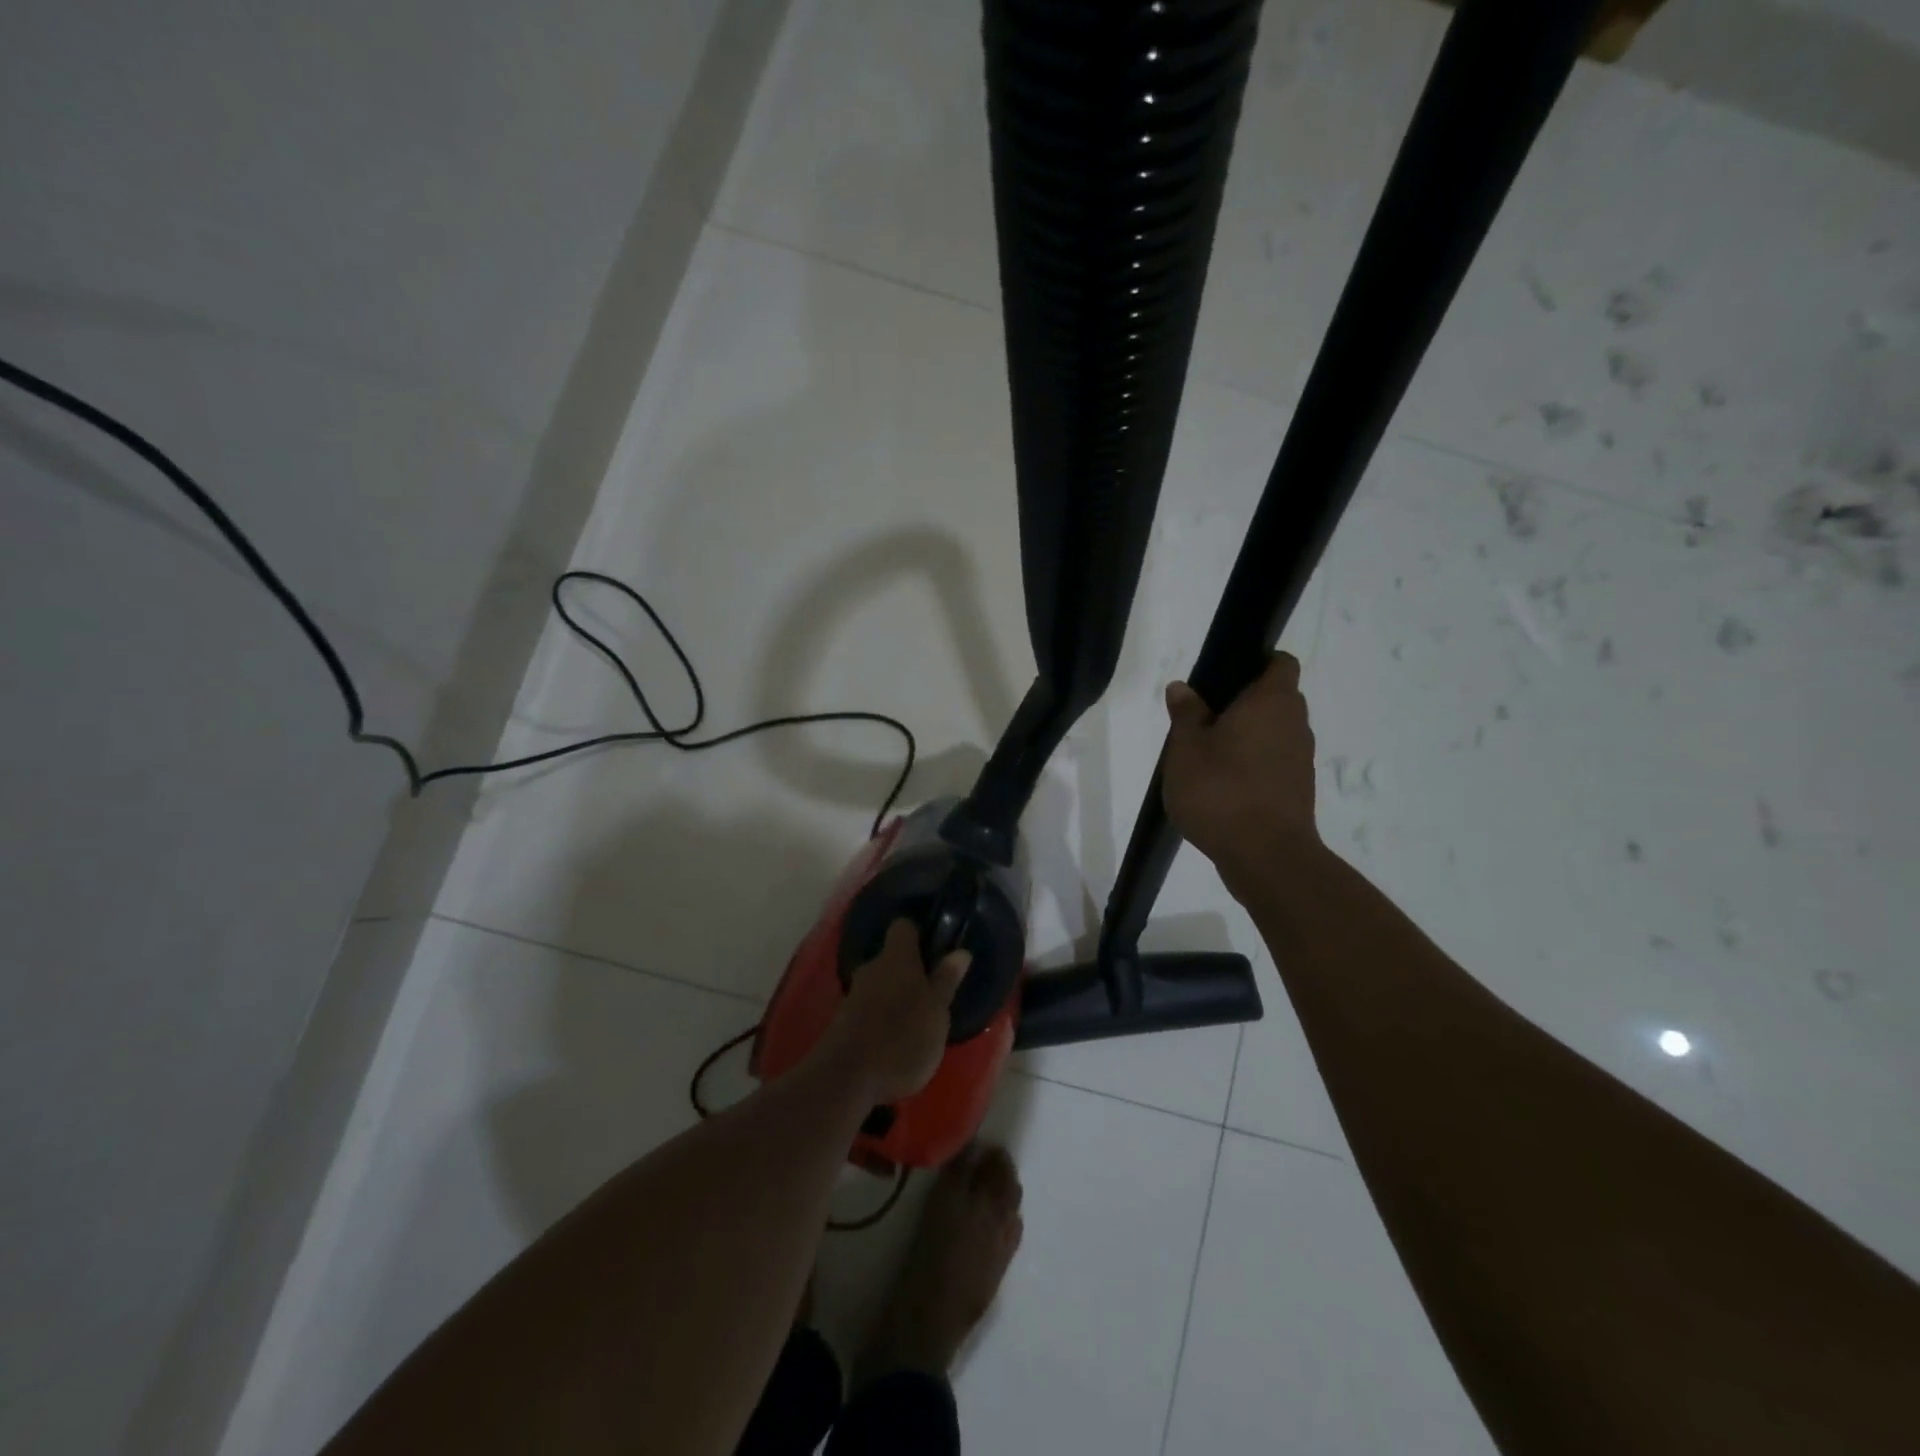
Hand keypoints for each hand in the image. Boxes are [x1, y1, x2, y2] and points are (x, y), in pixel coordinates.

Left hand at [823, 920, 969, 1101]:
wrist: (846, 1078)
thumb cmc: (903, 1037)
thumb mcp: (937, 1011)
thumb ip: (946, 980)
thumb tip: (960, 951)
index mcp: (897, 957)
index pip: (904, 927)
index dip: (919, 934)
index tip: (936, 950)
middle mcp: (872, 967)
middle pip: (892, 958)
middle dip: (910, 972)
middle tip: (932, 993)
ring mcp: (853, 994)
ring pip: (880, 985)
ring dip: (896, 997)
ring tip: (916, 1022)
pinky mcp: (842, 1021)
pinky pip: (868, 1009)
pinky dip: (881, 1018)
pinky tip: (894, 1041)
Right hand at [1162, 652, 1320, 894]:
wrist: (1265, 856)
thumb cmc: (1221, 790)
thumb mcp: (1186, 748)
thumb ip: (1186, 714)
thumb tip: (1182, 687)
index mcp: (1272, 701)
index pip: (1280, 663)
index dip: (1257, 662)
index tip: (1225, 677)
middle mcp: (1295, 724)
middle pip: (1275, 700)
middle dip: (1244, 705)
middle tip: (1203, 720)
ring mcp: (1301, 760)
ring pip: (1274, 734)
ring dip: (1248, 739)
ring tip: (1208, 758)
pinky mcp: (1298, 791)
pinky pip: (1274, 764)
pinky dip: (1253, 767)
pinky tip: (1223, 787)